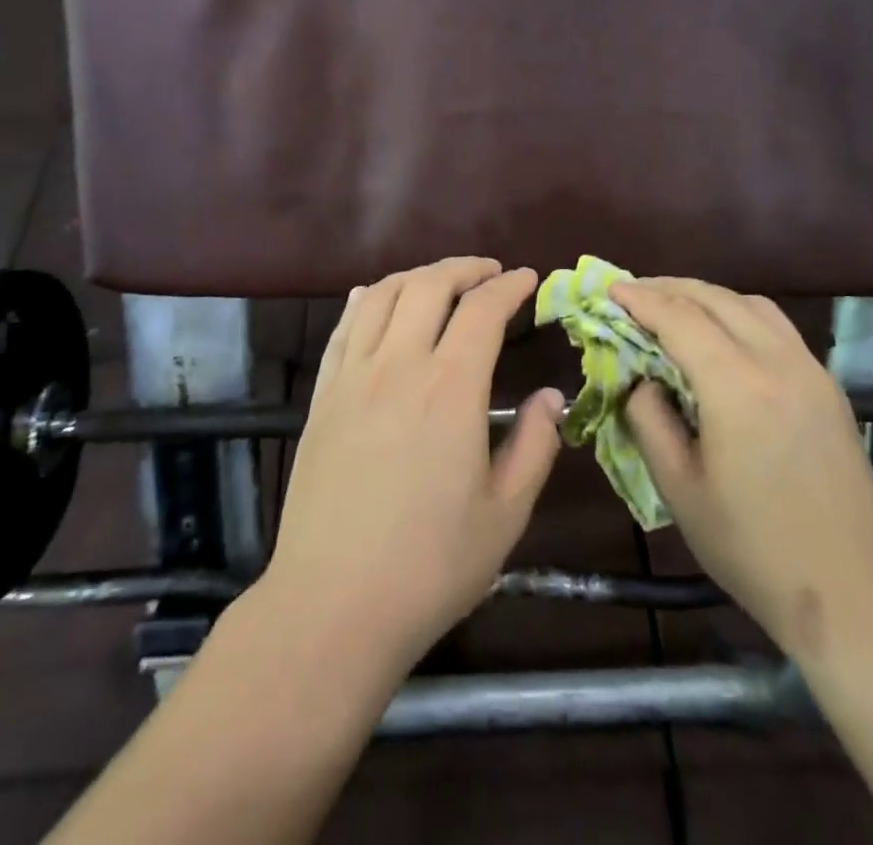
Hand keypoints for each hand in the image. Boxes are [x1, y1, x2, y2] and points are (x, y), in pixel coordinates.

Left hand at [264, 257, 565, 671]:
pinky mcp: (322, 394)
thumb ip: (536, 446)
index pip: (483, 310)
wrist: (332, 603)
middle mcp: (398, 365)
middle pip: (429, 285)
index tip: (528, 278)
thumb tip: (551, 395)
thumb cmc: (430, 565)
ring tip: (440, 281)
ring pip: (382, 294)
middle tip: (489, 272)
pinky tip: (374, 298)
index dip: (509, 286)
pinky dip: (365, 299)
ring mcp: (353, 375)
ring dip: (417, 275)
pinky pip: (343, 326)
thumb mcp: (505, 514)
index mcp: (450, 388)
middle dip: (465, 268)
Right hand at [614, 278, 872, 661]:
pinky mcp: (827, 385)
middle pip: (715, 299)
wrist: (853, 593)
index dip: (640, 299)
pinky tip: (722, 334)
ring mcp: (810, 370)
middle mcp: (777, 362)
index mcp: (737, 387)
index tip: (609, 289)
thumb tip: (640, 379)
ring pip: (750, 304)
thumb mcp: (679, 488)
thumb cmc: (753, 547)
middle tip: (632, 293)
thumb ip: (649, 420)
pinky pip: (776, 326)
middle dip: (668, 288)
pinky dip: (739, 313)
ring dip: (706, 296)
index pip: (679, 318)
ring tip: (672, 306)